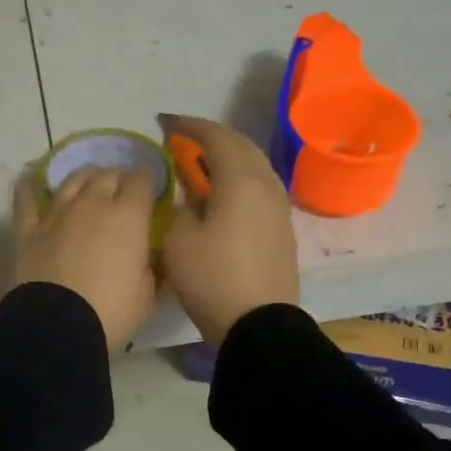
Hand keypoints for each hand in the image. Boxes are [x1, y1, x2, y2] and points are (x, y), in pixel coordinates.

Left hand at [13, 165, 158, 351]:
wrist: (59, 324)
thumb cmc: (112, 310)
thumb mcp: (148, 292)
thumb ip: (149, 264)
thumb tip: (146, 253)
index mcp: (129, 216)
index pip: (142, 180)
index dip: (148, 180)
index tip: (151, 188)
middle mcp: (93, 204)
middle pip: (108, 175)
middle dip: (118, 178)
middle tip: (121, 192)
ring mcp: (58, 213)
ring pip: (73, 179)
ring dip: (85, 177)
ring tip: (89, 183)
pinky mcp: (30, 229)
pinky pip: (27, 199)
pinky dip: (29, 188)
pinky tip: (30, 181)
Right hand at [161, 116, 298, 346]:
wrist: (258, 325)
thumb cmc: (212, 277)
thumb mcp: (178, 239)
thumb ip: (182, 206)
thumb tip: (193, 198)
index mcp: (241, 180)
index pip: (216, 137)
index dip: (190, 127)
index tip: (167, 125)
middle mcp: (267, 186)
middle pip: (242, 147)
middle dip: (213, 138)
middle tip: (185, 142)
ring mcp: (280, 208)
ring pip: (256, 168)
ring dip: (230, 159)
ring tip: (204, 167)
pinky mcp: (283, 230)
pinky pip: (261, 190)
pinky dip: (241, 181)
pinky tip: (225, 196)